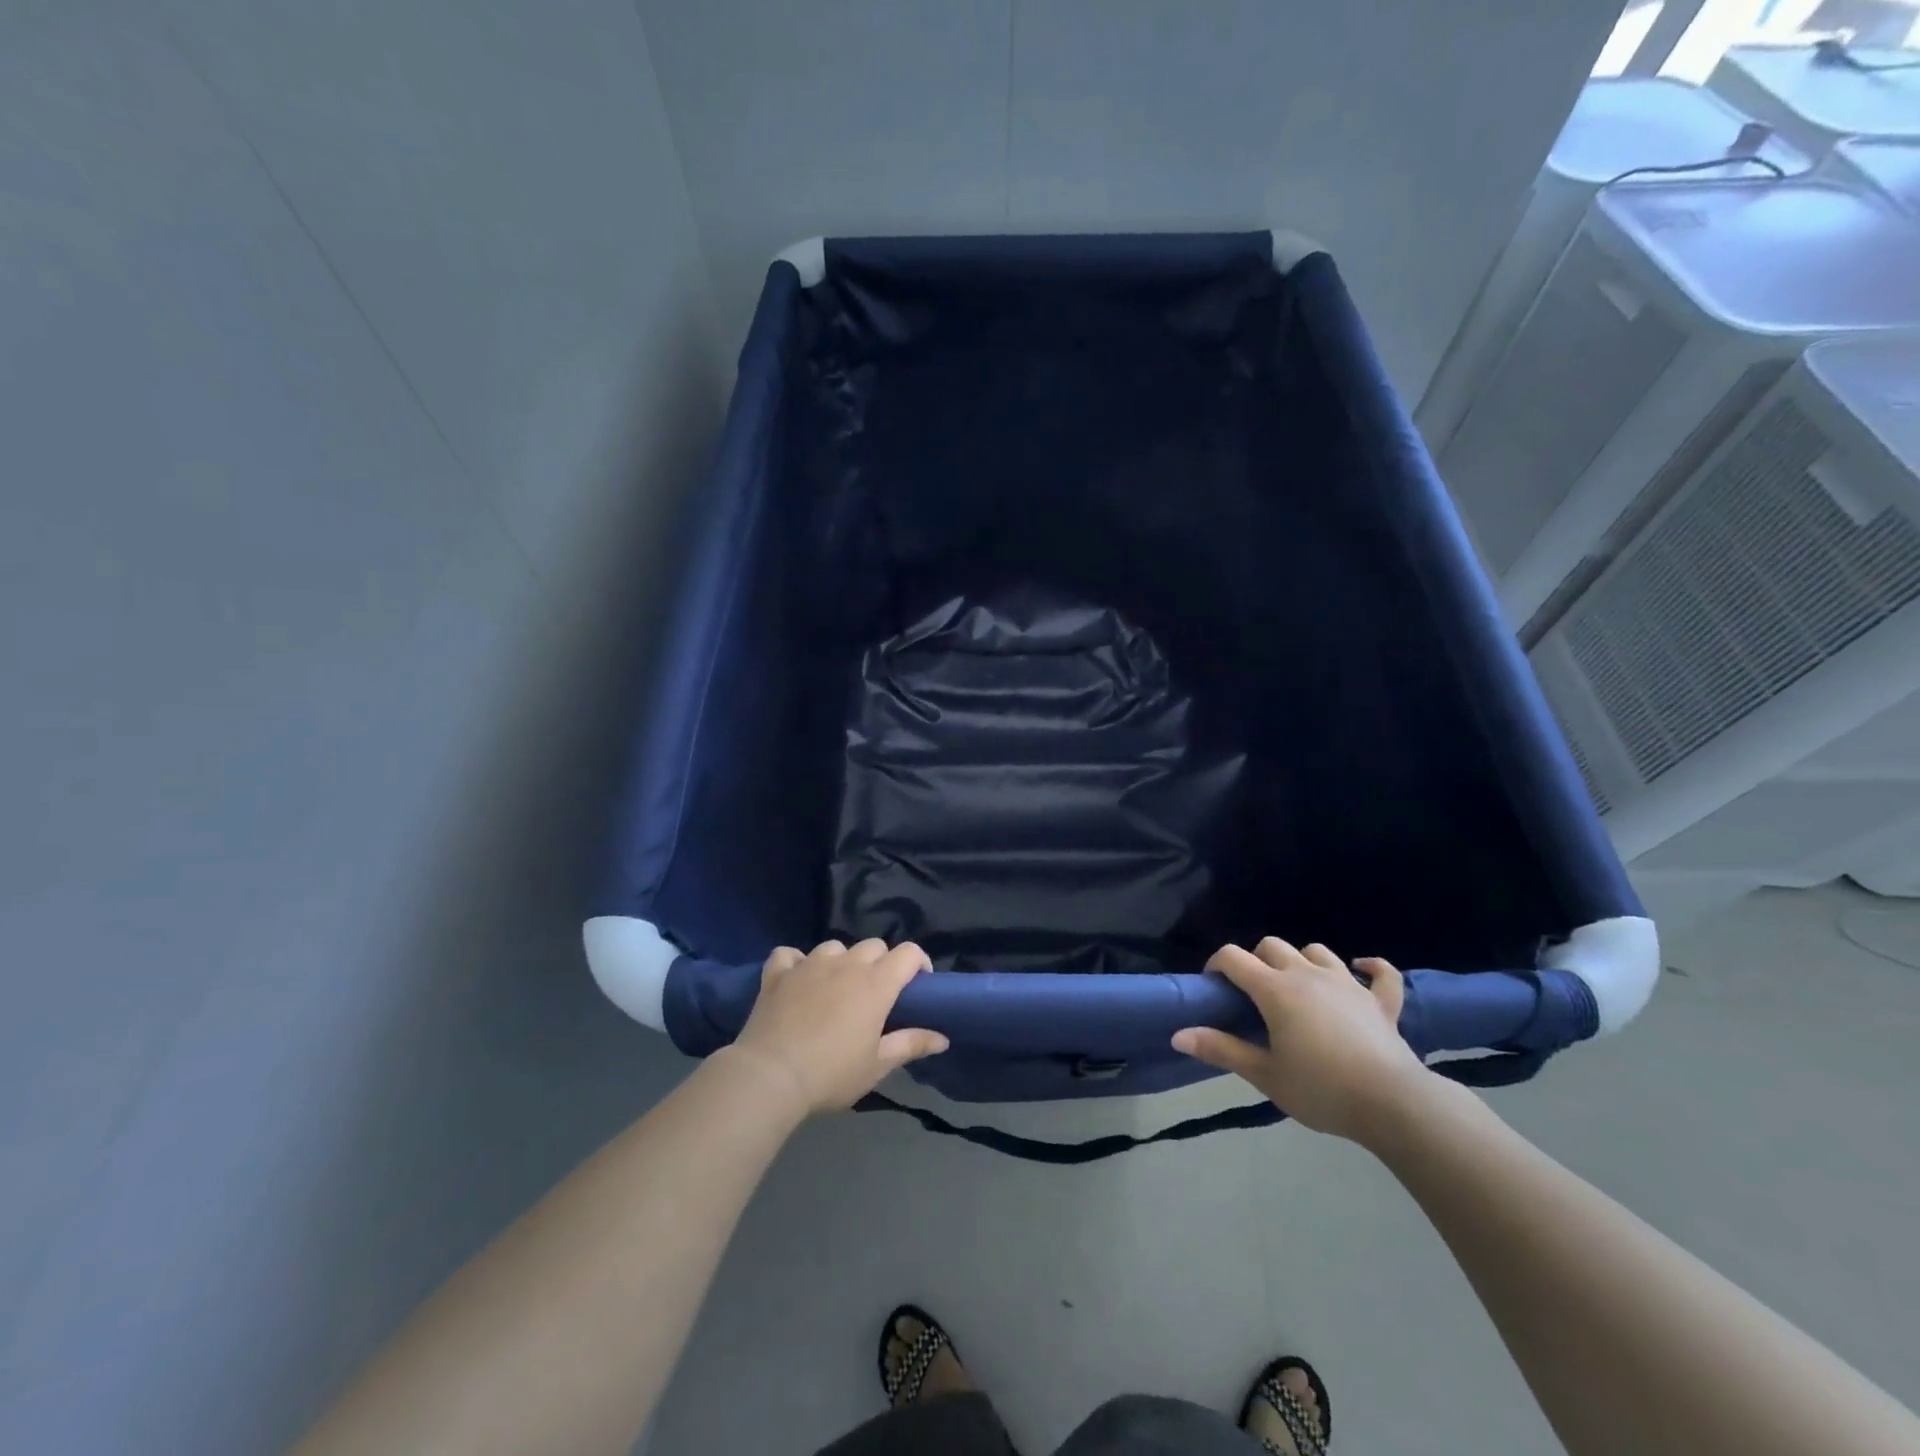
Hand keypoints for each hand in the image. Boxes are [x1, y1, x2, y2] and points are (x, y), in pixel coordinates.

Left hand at [728, 939, 948, 1115]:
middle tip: (876, 994)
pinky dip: (796, 962)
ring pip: (834, 946)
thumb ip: (911, 1044)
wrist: (770, 1076)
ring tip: (836, 987)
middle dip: (881, 963)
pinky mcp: (779, 972)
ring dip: (841, 961)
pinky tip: (797, 979)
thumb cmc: (831, 1073)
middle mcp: (846, 964)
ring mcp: (810, 964)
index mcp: (876, 983)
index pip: (909, 953)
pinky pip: (790, 954)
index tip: (918, 986)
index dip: (919, 963)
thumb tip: (942, 1038)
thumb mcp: (877, 1066)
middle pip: (873, 946)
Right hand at [1171, 938, 1435, 1142]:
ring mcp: (1348, 983)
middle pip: (1272, 946)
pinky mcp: (1381, 1001)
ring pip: (1317, 951)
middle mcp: (1308, 974)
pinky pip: (1380, 972)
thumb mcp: (1265, 1075)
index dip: (1217, 965)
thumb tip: (1177, 1035)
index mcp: (1275, 990)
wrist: (1393, 1104)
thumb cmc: (1321, 1089)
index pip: (1234, 958)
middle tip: (1254, 994)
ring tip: (1298, 985)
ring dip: (1302, 961)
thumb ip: (1222, 1050)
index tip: (1213, 987)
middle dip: (1257, 960)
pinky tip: (1360, 969)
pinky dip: (1370, 967)